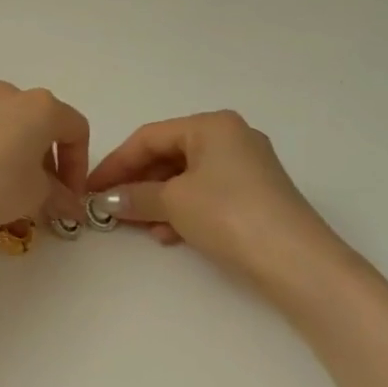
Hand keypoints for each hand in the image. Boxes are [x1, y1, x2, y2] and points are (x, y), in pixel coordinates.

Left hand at [0, 82, 89, 231]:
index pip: (76, 130)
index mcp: (42, 107)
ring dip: (14, 149)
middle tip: (42, 193)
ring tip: (5, 184)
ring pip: (6, 122)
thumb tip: (70, 204)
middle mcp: (10, 93)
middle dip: (46, 158)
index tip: (70, 196)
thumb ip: (59, 196)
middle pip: (40, 123)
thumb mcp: (35, 196)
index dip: (79, 166)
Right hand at [85, 111, 350, 289]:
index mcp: (211, 125)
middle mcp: (231, 137)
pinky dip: (182, 212)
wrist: (296, 261)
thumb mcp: (173, 202)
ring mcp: (246, 168)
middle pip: (167, 156)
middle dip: (137, 184)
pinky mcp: (255, 196)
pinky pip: (205, 195)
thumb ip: (135, 196)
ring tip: (139, 226)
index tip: (91, 188)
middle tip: (111, 208)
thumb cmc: (229, 214)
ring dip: (157, 201)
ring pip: (185, 179)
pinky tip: (169, 236)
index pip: (149, 137)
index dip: (115, 163)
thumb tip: (107, 200)